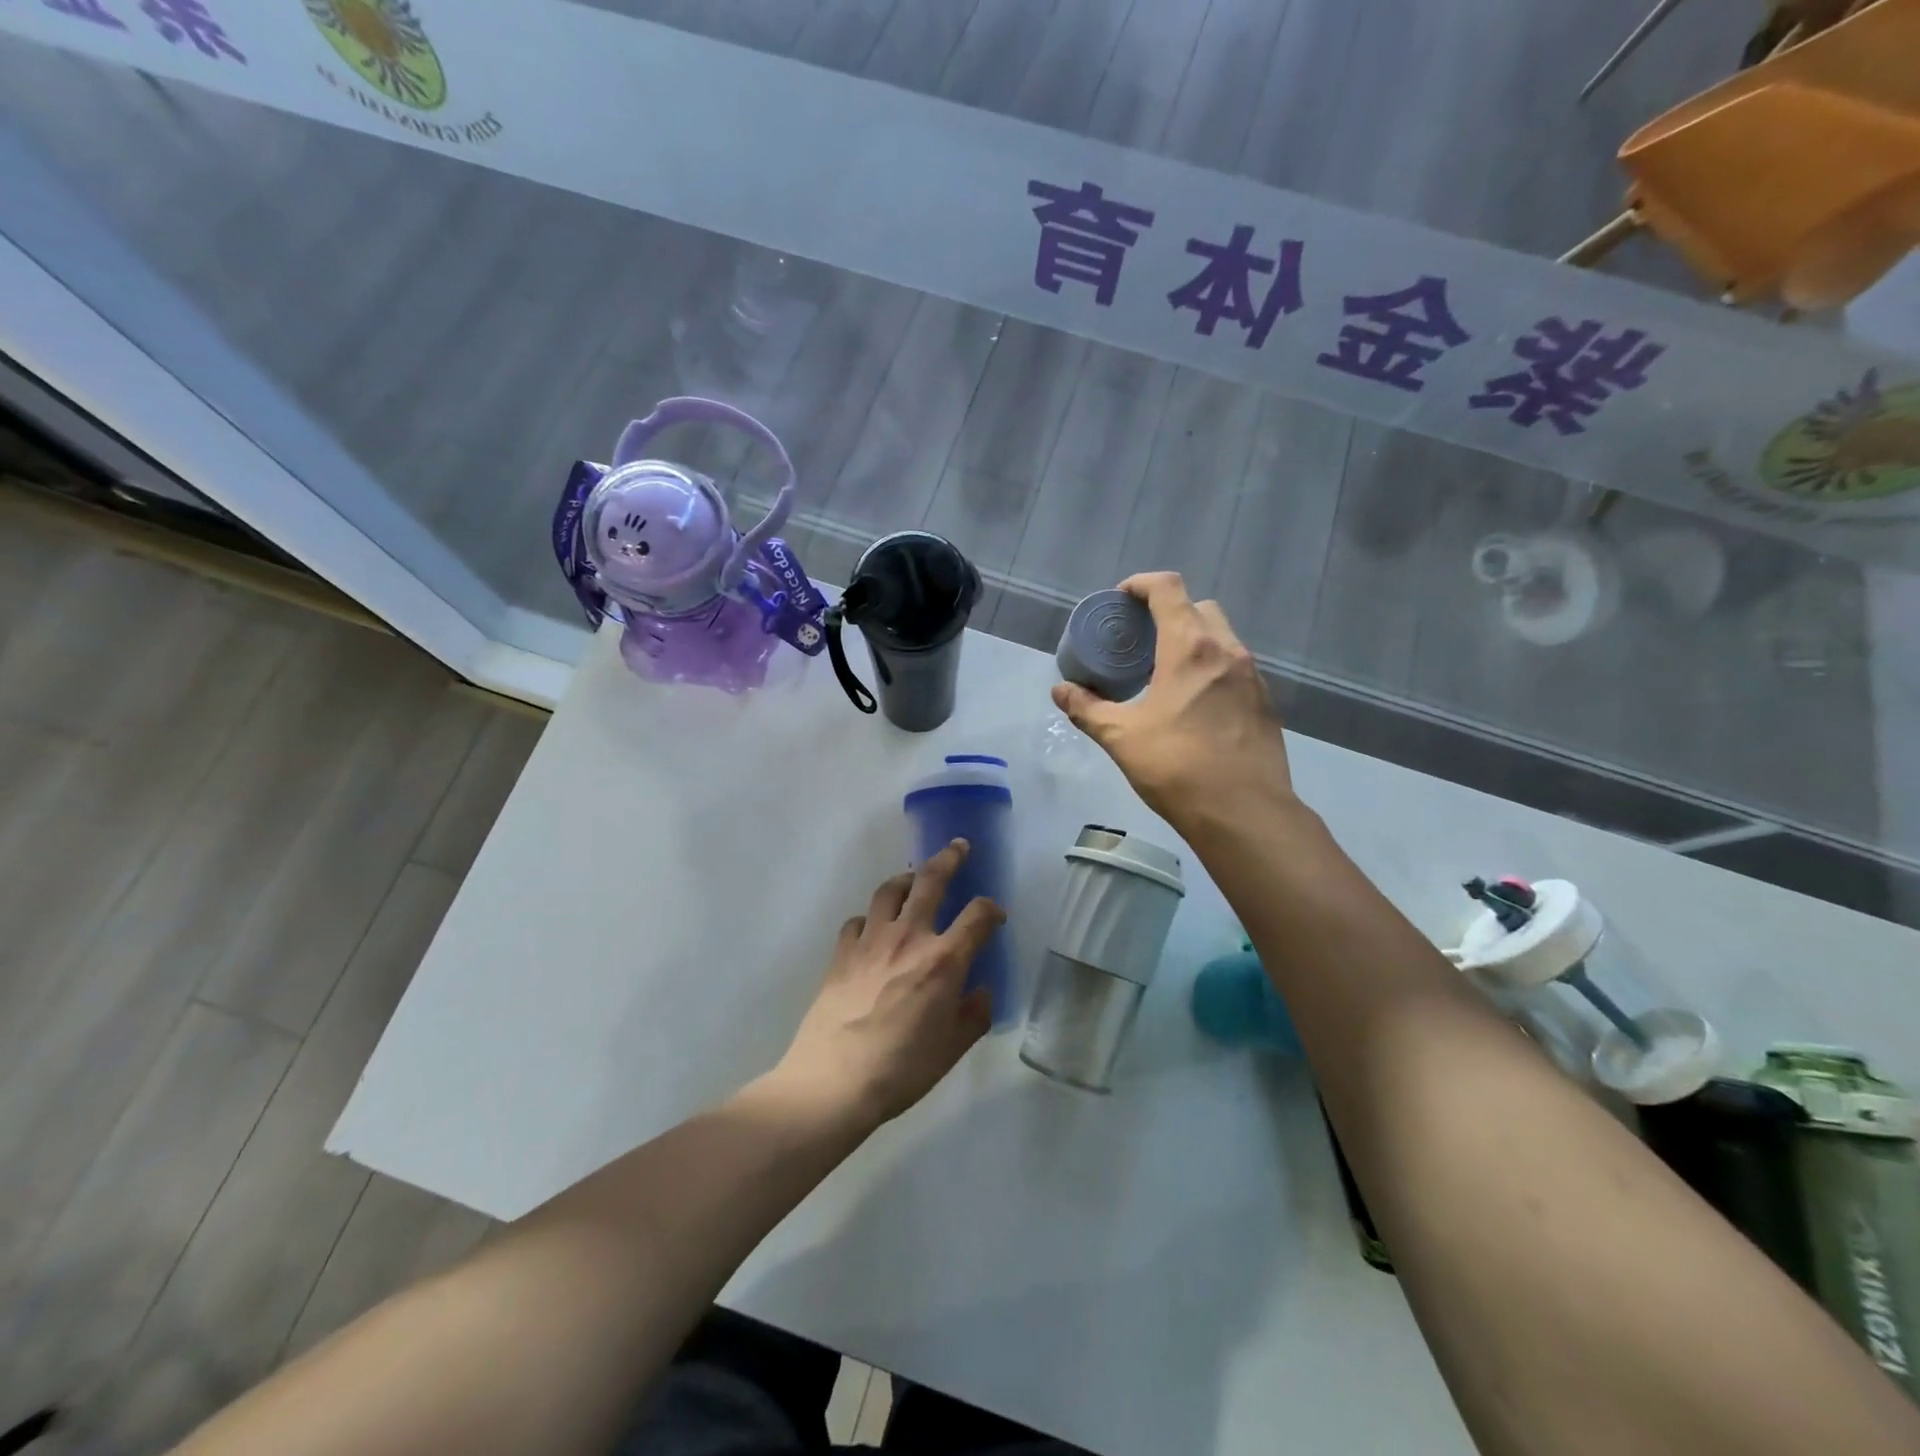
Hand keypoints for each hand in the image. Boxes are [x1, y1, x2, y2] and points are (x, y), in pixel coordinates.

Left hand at [777, 842, 1001, 1128]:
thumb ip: (974, 1015)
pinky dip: (870, 918)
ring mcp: (871, 940)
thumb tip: (981, 991)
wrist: (834, 1080)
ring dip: (906, 879)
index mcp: (944, 960)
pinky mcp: (842, 952)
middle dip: (949, 858)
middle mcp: (909, 937)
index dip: (992, 909)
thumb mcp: (952, 1049)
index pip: (977, 916)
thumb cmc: (901, 1069)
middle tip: (958, 846)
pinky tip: (872, 929)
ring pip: (890, 890)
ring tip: (912, 879)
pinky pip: (858, 921)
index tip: (996, 915)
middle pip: (931, 881)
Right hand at [1052, 572, 1291, 821]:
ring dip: (1192, 641)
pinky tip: (1194, 704)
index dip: (1140, 584)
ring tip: (1164, 674)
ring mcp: (1252, 676)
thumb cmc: (1177, 767)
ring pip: (1221, 637)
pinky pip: (1234, 667)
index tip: (1121, 600)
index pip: (1167, 588)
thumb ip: (1087, 709)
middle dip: (1168, 612)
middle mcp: (1227, 650)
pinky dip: (1211, 668)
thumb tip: (1061, 691)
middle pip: (1198, 607)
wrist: (1244, 813)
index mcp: (1189, 647)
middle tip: (1141, 641)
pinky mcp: (1265, 702)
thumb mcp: (1121, 738)